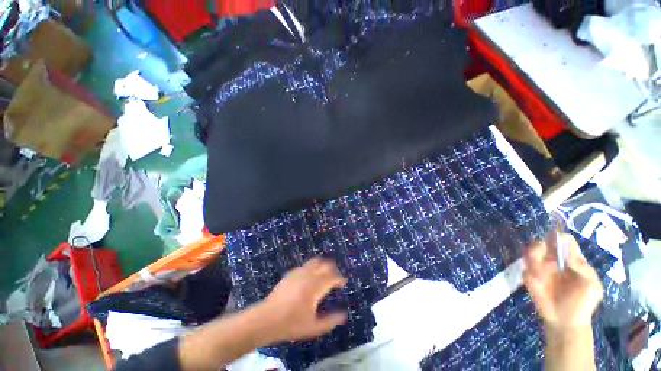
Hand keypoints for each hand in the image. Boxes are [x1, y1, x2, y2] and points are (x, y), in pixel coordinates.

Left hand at [257, 258, 347, 342]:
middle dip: (333, 269)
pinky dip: (312, 267)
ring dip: (322, 265)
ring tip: (324, 273)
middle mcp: (309, 275)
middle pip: (325, 264)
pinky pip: (305, 265)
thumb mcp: (313, 327)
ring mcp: (299, 272)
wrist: (267, 319)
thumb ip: (330, 321)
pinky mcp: (291, 273)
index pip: (332, 277)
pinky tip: (310, 276)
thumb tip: (343, 315)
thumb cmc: (291, 324)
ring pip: (315, 261)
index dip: (340, 279)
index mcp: (316, 287)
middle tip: (335, 277)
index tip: (343, 282)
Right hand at [523, 233, 602, 334]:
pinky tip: (536, 281)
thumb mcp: (591, 286)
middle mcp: (555, 260)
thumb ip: (582, 268)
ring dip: (532, 257)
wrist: (565, 322)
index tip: (555, 241)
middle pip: (543, 242)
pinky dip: (530, 272)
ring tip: (539, 271)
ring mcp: (541, 268)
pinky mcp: (530, 277)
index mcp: (572, 259)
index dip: (559, 237)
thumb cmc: (583, 303)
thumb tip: (567, 253)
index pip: (565, 240)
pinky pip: (525, 268)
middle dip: (540, 246)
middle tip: (542, 253)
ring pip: (530, 252)